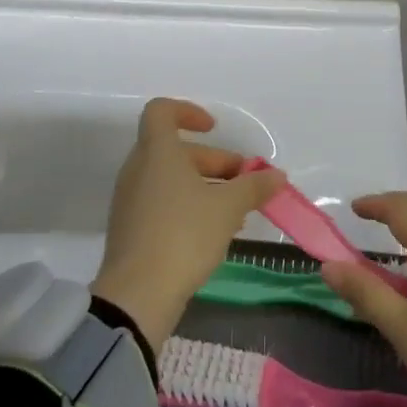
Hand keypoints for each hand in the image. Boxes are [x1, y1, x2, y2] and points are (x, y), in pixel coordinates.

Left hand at [91, 98, 285, 346]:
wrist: (137, 296)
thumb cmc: (183, 235)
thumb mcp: (228, 208)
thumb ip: (254, 187)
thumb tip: (277, 176)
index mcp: (157, 152)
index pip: (161, 111)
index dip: (188, 112)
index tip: (214, 129)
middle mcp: (138, 169)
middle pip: (175, 150)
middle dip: (212, 161)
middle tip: (243, 182)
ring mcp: (130, 200)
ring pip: (170, 179)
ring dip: (203, 186)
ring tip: (236, 212)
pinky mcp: (130, 229)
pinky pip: (161, 203)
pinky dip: (187, 206)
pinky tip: (213, 233)